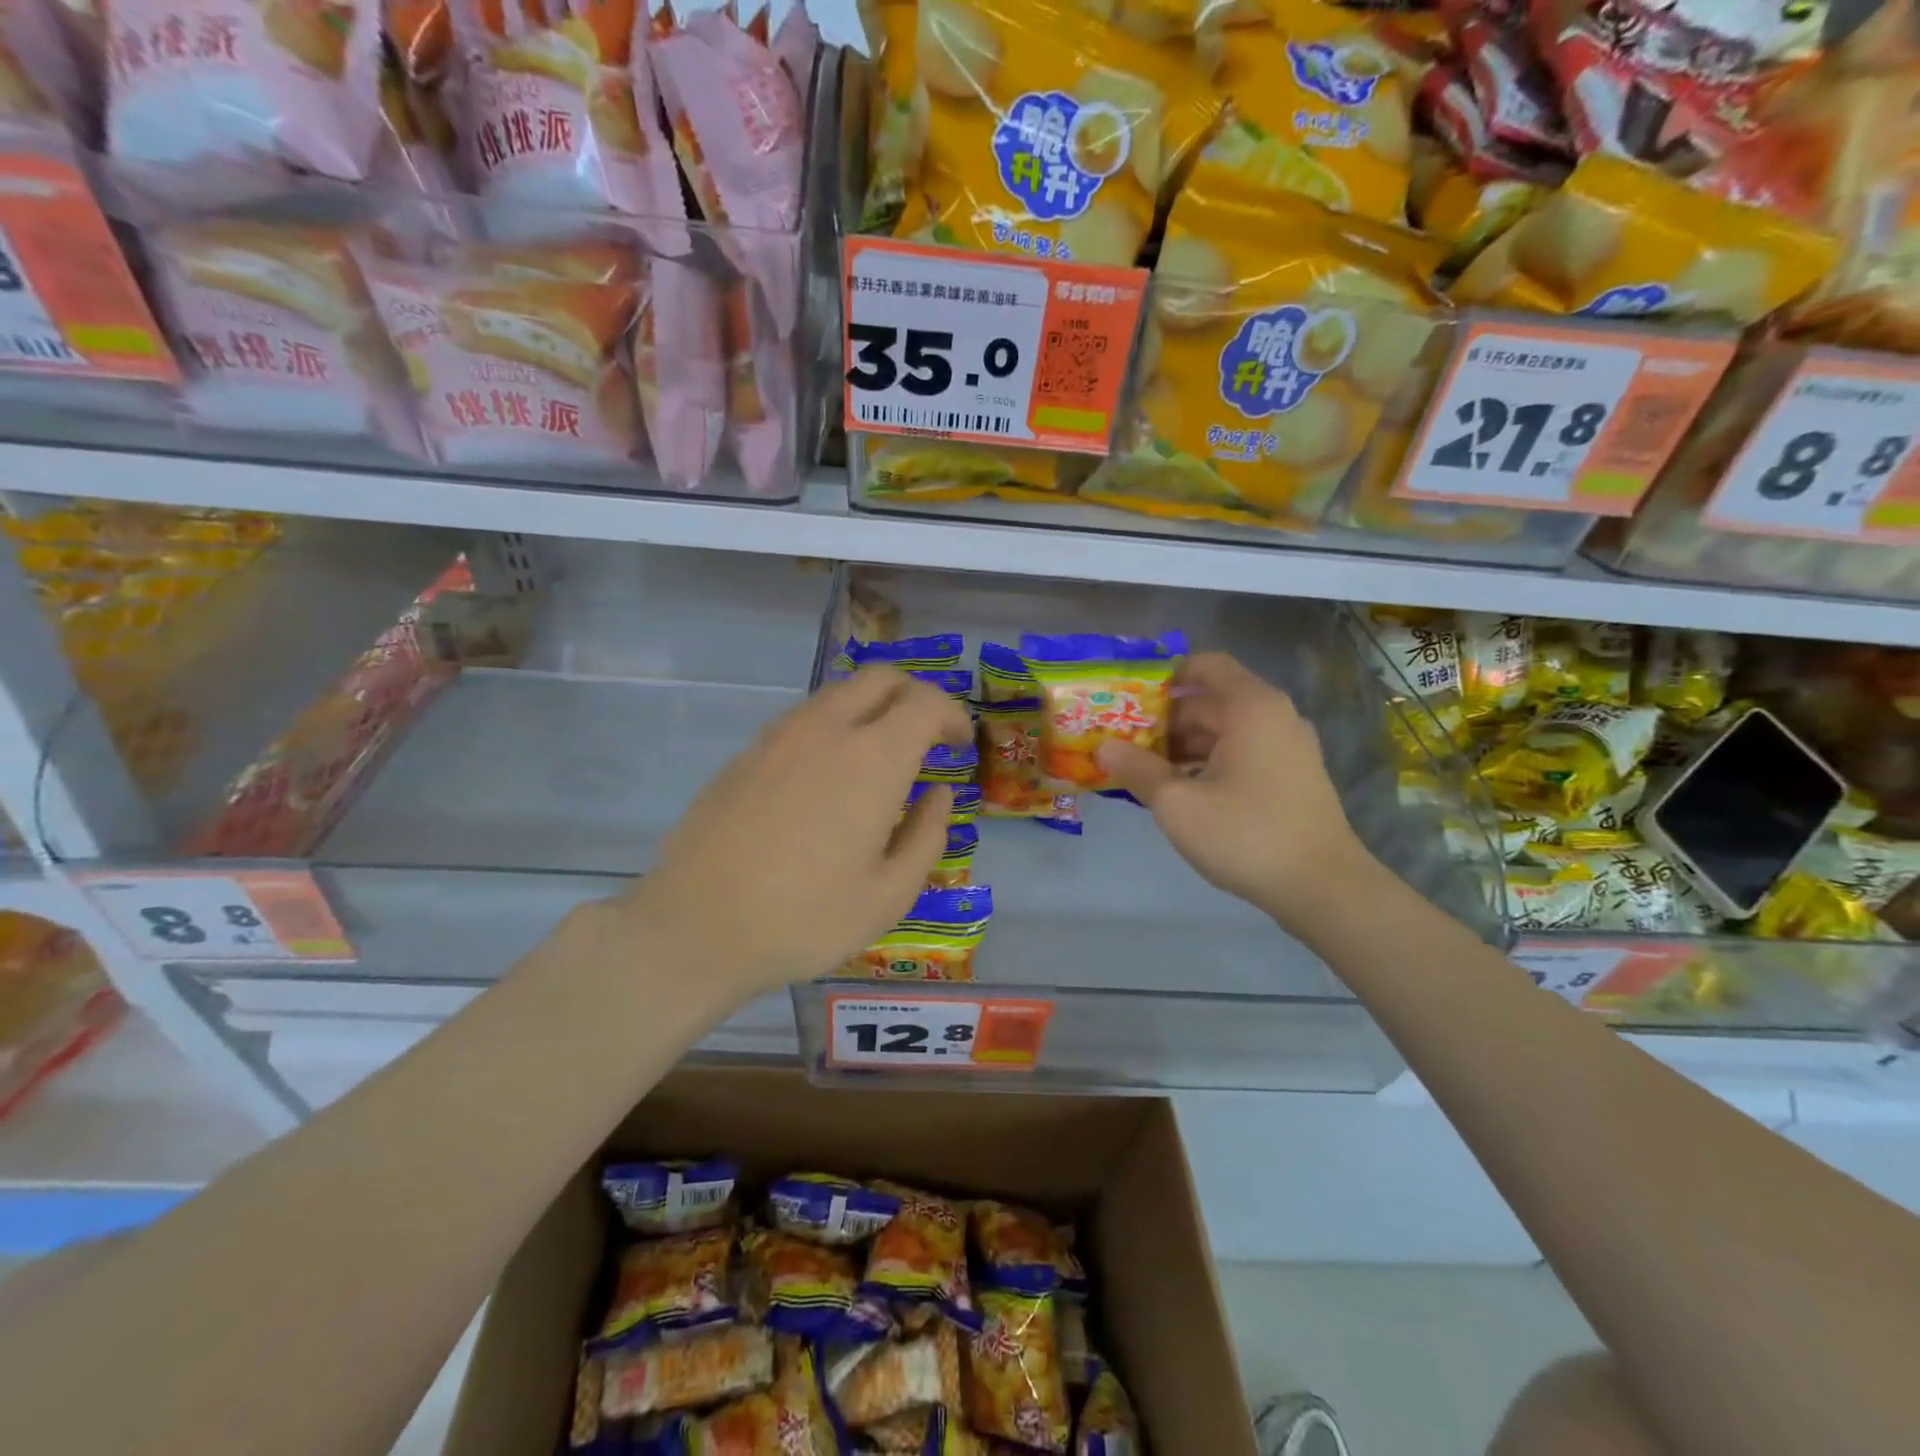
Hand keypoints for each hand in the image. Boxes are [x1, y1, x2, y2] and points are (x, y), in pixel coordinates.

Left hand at [616, 667, 971, 997]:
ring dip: (872, 710)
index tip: (960, 745)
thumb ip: (927, 835)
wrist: (696, 927)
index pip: (926, 702)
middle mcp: (827, 729)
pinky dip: (834, 728)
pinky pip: (805, 718)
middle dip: (915, 696)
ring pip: (840, 693)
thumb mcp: (890, 894)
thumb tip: (938, 794)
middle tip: (927, 739)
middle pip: (881, 678)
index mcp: (873, 758)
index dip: (953, 716)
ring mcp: (780, 735)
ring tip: (879, 760)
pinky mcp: (747, 752)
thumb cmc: (805, 919)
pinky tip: (828, 778)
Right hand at [1097, 652, 1378, 930]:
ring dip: (1183, 746)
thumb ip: (1137, 770)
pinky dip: (1208, 762)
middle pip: (1210, 701)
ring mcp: (1287, 747)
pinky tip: (1179, 791)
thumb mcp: (1178, 803)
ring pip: (1224, 731)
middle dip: (1164, 720)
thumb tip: (1102, 747)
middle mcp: (1274, 717)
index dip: (1165, 677)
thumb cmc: (1247, 834)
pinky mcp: (1291, 776)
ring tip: (1142, 770)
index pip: (1205, 665)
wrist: (1323, 888)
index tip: (1129, 699)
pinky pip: (1241, 753)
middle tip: (1122, 742)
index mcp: (1251, 707)